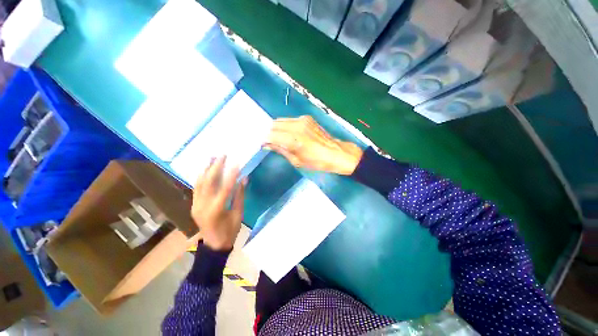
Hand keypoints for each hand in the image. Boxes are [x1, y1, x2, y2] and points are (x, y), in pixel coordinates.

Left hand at [191, 157, 245, 251]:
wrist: (213, 245)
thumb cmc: (230, 231)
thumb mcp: (238, 214)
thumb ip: (240, 195)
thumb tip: (244, 179)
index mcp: (216, 210)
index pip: (225, 187)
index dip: (232, 174)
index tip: (237, 163)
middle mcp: (203, 205)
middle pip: (208, 182)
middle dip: (216, 167)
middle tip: (222, 155)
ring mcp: (195, 205)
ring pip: (199, 183)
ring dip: (206, 169)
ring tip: (212, 157)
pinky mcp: (193, 205)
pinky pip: (196, 188)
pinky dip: (201, 177)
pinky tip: (205, 169)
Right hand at [265, 116, 363, 174]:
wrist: (336, 153)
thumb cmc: (317, 162)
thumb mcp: (297, 161)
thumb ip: (281, 150)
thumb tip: (267, 145)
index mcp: (294, 140)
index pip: (271, 135)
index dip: (264, 139)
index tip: (261, 144)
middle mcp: (296, 126)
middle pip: (274, 124)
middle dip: (268, 132)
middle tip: (267, 140)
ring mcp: (302, 120)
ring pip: (281, 120)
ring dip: (276, 128)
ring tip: (276, 137)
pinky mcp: (307, 118)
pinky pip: (290, 120)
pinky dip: (284, 126)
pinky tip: (287, 133)